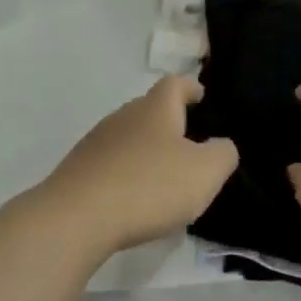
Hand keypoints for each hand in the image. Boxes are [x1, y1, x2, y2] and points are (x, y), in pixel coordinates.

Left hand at [32, 77, 237, 255]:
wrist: (78, 216)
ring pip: (128, 136)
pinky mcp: (80, 168)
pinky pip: (112, 162)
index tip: (200, 95)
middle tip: (189, 142)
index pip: (173, 84)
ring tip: (165, 172)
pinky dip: (128, 171)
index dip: (189, 87)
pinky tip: (135, 195)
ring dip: (147, 148)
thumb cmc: (149, 186)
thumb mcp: (204, 172)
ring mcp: (96, 142)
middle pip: (148, 109)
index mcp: (154, 109)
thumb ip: (222, 154)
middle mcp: (122, 116)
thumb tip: (220, 145)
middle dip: (169, 121)